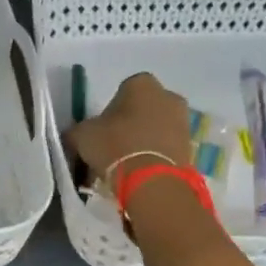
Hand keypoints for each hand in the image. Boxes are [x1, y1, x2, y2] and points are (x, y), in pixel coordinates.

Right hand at [66, 72, 192, 187]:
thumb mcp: (81, 135)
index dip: (109, 112)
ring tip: (124, 166)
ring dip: (141, 142)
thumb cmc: (115, 146)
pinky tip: (138, 174)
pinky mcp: (191, 148)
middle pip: (141, 110)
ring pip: (154, 129)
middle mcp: (168, 96)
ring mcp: (183, 122)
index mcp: (142, 83)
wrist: (152, 182)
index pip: (121, 92)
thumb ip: (77, 131)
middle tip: (111, 149)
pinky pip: (165, 148)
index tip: (100, 132)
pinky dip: (153, 157)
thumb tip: (74, 136)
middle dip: (128, 126)